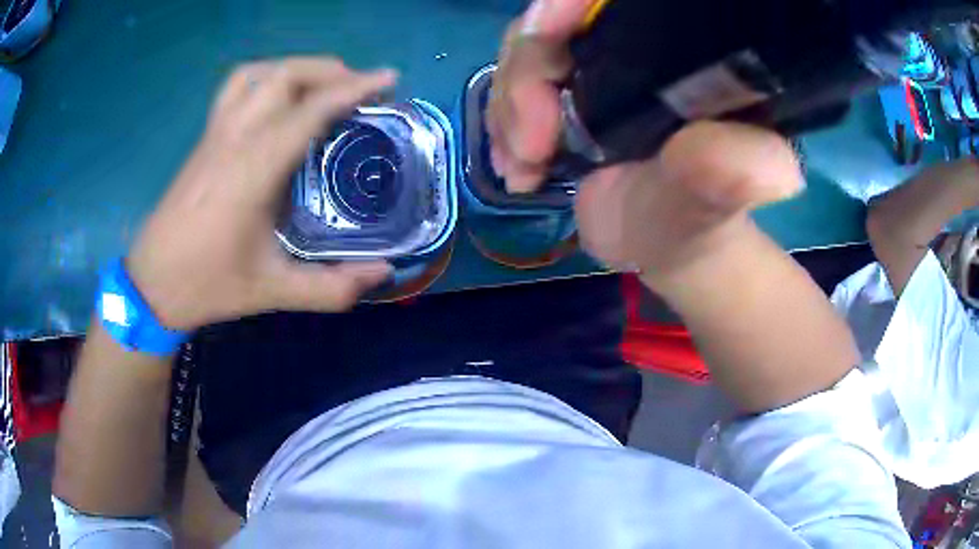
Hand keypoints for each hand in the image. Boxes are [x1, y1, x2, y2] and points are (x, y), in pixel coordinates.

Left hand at [127, 57, 397, 330]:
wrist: (152, 283)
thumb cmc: (208, 284)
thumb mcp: (272, 291)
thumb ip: (330, 287)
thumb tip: (382, 273)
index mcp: (252, 169)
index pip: (309, 110)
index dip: (353, 88)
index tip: (388, 79)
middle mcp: (234, 138)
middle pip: (285, 75)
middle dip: (331, 71)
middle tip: (361, 88)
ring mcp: (216, 132)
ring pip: (258, 73)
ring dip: (298, 68)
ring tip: (323, 84)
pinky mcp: (205, 137)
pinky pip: (236, 86)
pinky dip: (265, 76)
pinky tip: (277, 95)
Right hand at [488, 2, 801, 281]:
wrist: (666, 241)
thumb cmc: (697, 218)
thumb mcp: (716, 199)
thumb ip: (732, 174)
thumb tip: (774, 167)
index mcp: (682, 47)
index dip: (572, 1)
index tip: (543, 36)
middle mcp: (635, 41)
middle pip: (555, 20)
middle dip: (525, 77)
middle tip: (531, 147)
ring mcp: (595, 62)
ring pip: (524, 52)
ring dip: (508, 111)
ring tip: (524, 168)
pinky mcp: (566, 88)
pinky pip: (513, 84)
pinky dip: (503, 124)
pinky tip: (517, 167)